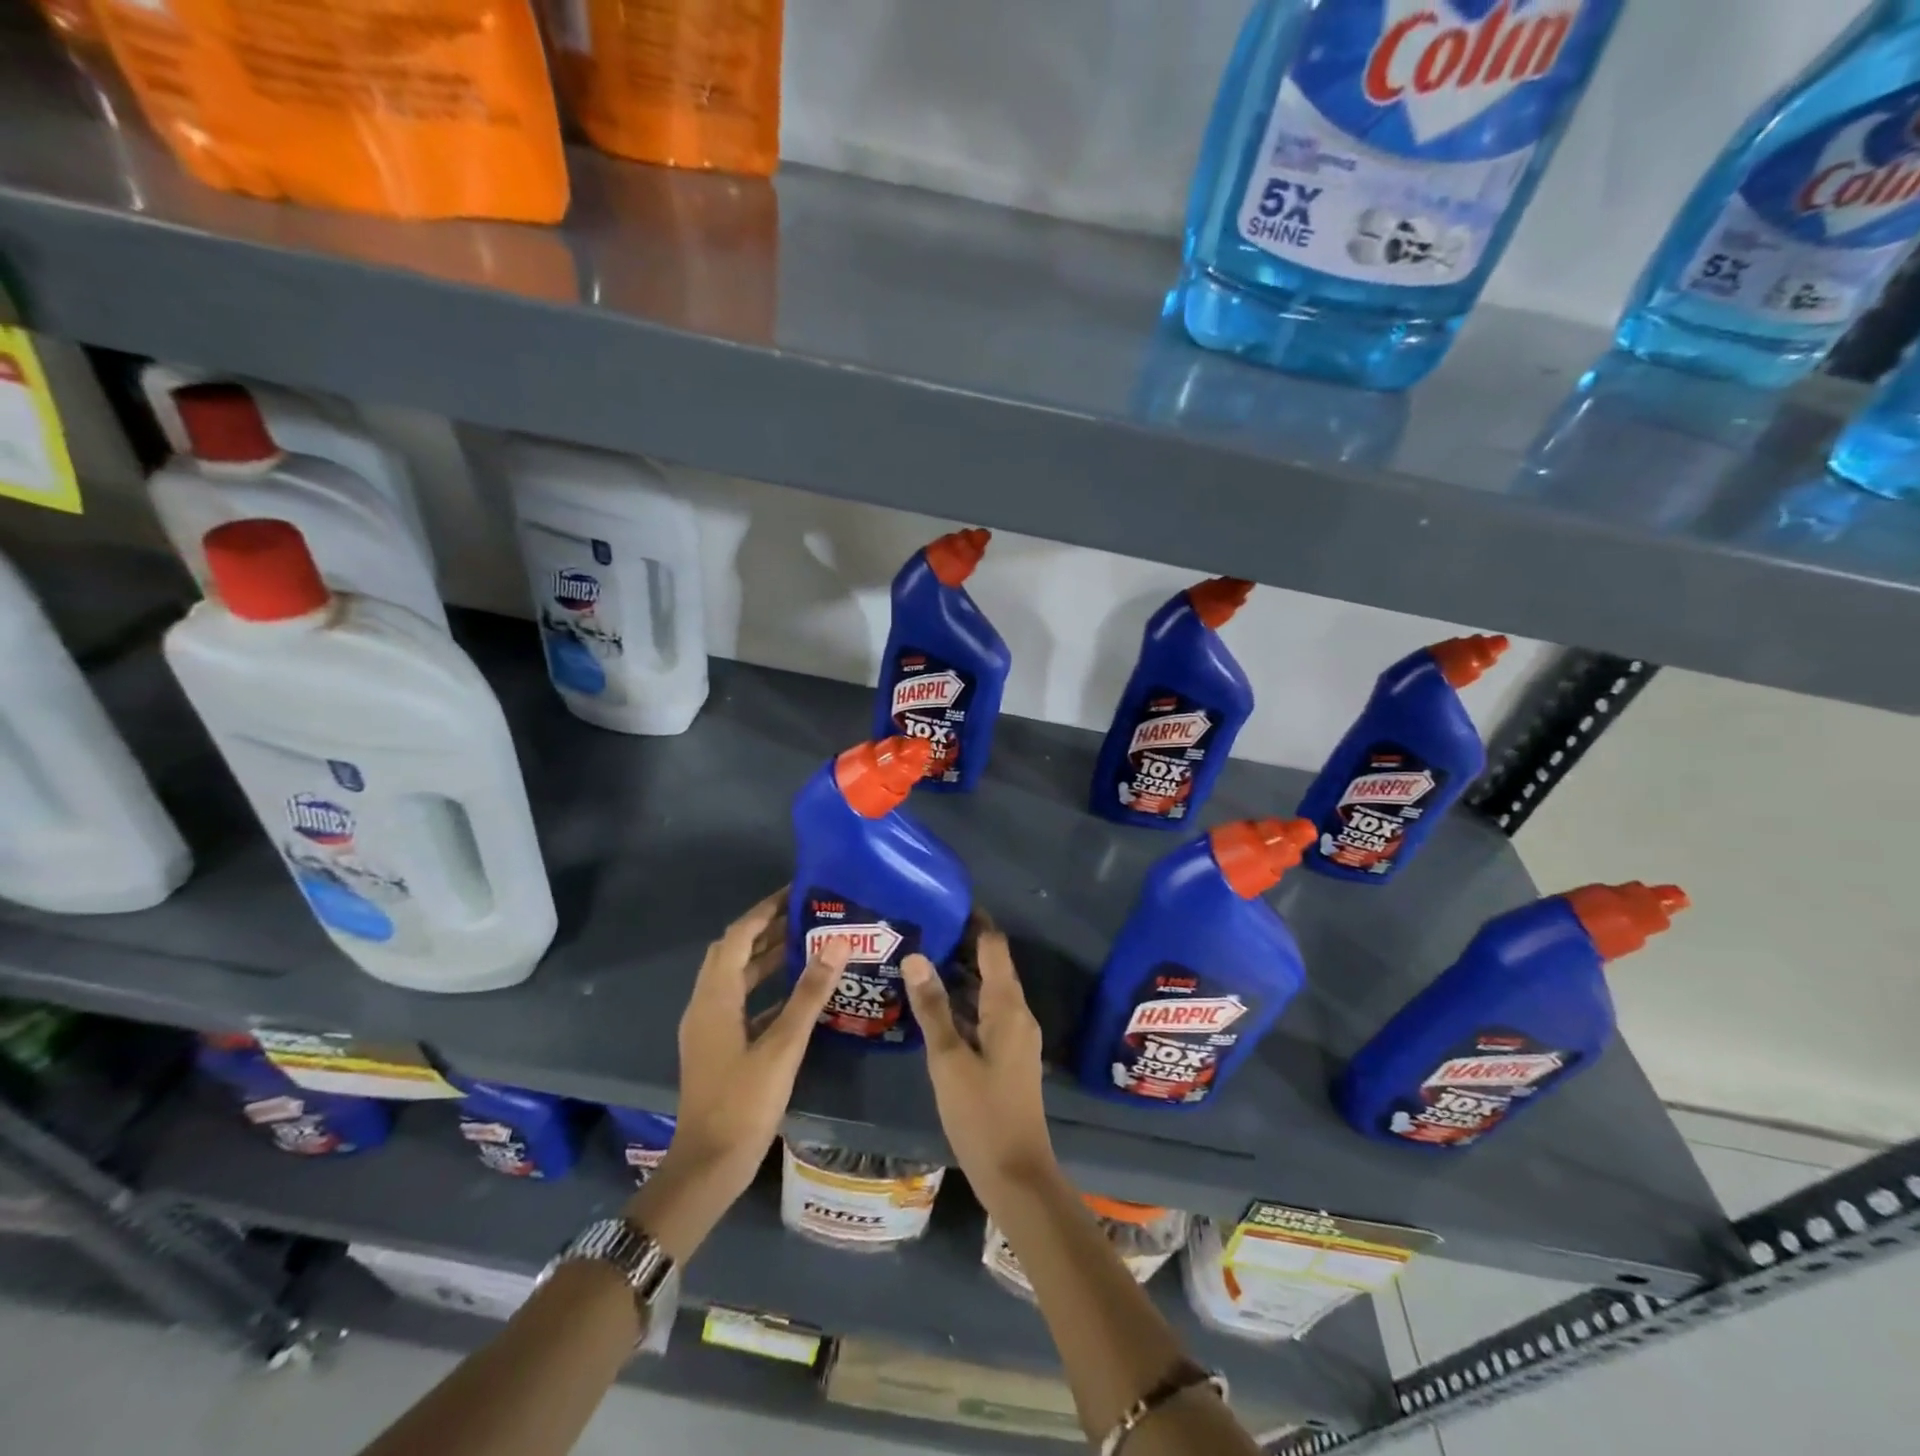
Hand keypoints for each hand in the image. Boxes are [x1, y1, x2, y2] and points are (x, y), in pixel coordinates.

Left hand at [632, 889, 845, 1260]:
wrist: (708, 1166)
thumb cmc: (744, 1103)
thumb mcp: (783, 1046)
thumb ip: (809, 993)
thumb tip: (837, 943)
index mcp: (715, 998)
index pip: (737, 936)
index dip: (764, 910)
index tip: (796, 892)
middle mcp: (705, 1004)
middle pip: (732, 951)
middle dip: (765, 928)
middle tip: (805, 915)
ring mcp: (708, 1027)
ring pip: (735, 977)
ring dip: (764, 956)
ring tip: (806, 943)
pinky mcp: (716, 1046)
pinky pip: (739, 1000)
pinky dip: (763, 986)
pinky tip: (794, 991)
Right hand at [902, 925, 1056, 1211]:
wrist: (1016, 1174)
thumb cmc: (981, 1114)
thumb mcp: (948, 1059)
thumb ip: (932, 1007)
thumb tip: (915, 956)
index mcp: (1008, 1007)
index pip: (994, 946)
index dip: (973, 922)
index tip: (942, 903)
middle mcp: (1017, 1013)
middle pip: (991, 965)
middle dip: (960, 945)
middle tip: (920, 928)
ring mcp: (1014, 1035)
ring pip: (987, 990)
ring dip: (959, 973)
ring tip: (919, 957)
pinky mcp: (1007, 1055)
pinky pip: (986, 1013)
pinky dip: (963, 1001)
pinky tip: (933, 1004)